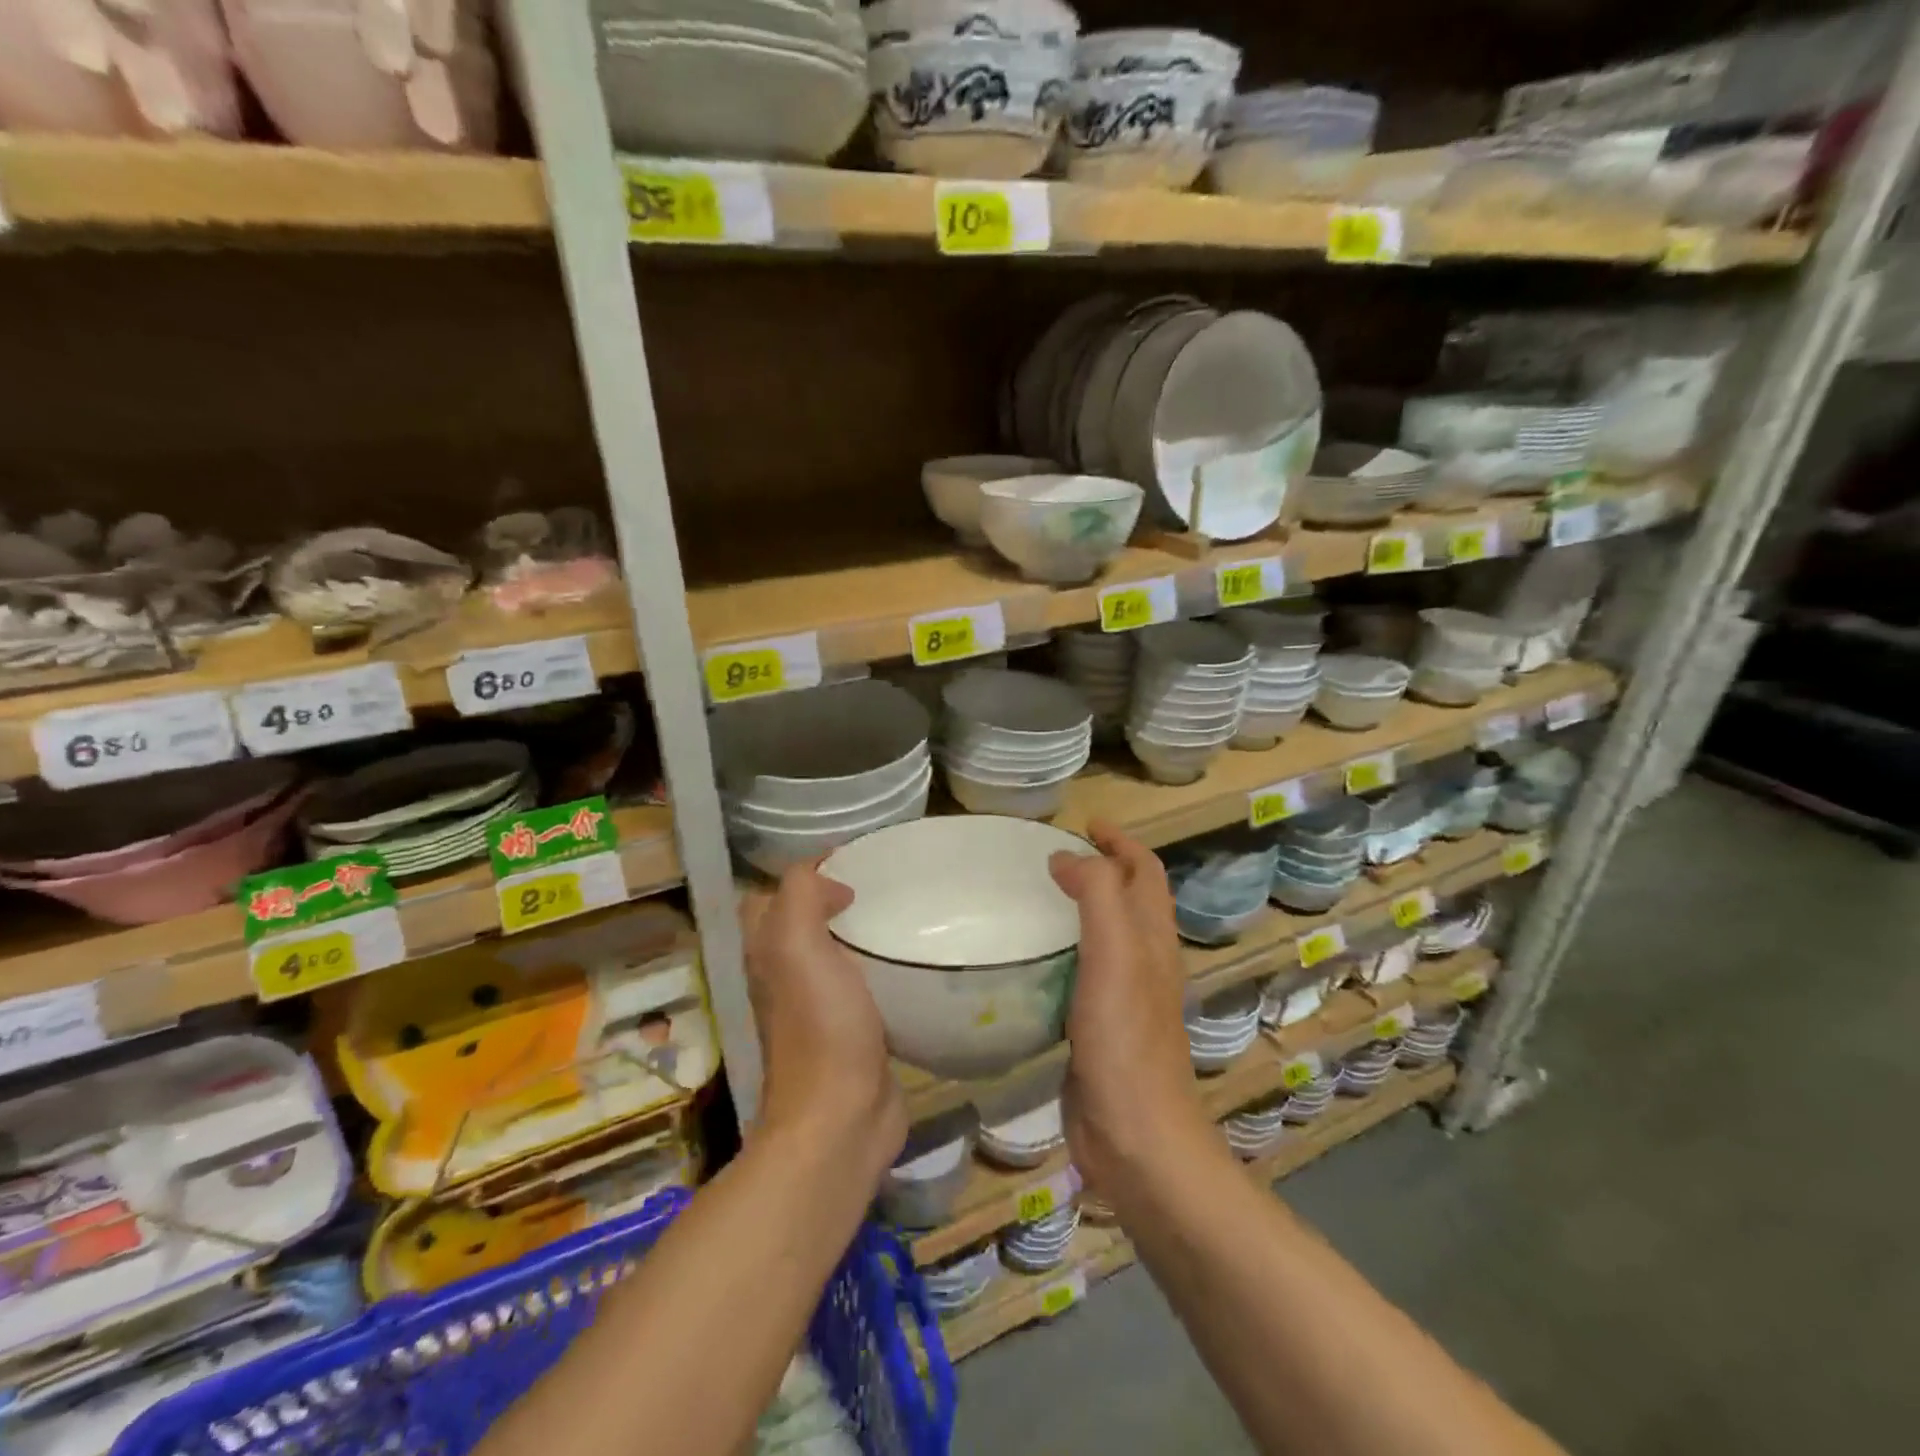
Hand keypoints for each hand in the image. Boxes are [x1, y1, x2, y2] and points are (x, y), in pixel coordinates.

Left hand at [742, 862, 905, 1176]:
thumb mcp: (798, 946)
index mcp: (767, 953)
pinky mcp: (850, 1029)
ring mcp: (816, 1006)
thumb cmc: (820, 1026)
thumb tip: (830, 883)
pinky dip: (875, 964)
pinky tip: (903, 958)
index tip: (850, 859)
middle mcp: (784, 976)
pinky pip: (859, 981)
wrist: (841, 1118)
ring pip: (830, 952)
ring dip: (855, 931)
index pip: (769, 897)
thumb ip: (801, 897)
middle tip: (876, 883)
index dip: (801, 873)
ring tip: (896, 912)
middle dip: (829, 897)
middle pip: (799, 922)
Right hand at [1050, 821, 1213, 1201]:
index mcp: (1152, 940)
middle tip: (1052, 858)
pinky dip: (1063, 952)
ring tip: (1037, 899)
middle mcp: (1144, 963)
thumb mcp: (1114, 956)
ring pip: (1107, 937)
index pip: (1145, 873)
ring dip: (1082, 910)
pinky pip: (1082, 974)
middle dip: (1101, 869)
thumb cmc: (1125, 1042)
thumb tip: (1068, 857)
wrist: (1136, 1139)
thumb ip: (1097, 896)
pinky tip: (1032, 961)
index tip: (1085, 824)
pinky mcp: (1099, 1029)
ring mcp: (1123, 999)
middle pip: (1129, 900)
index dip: (1121, 842)